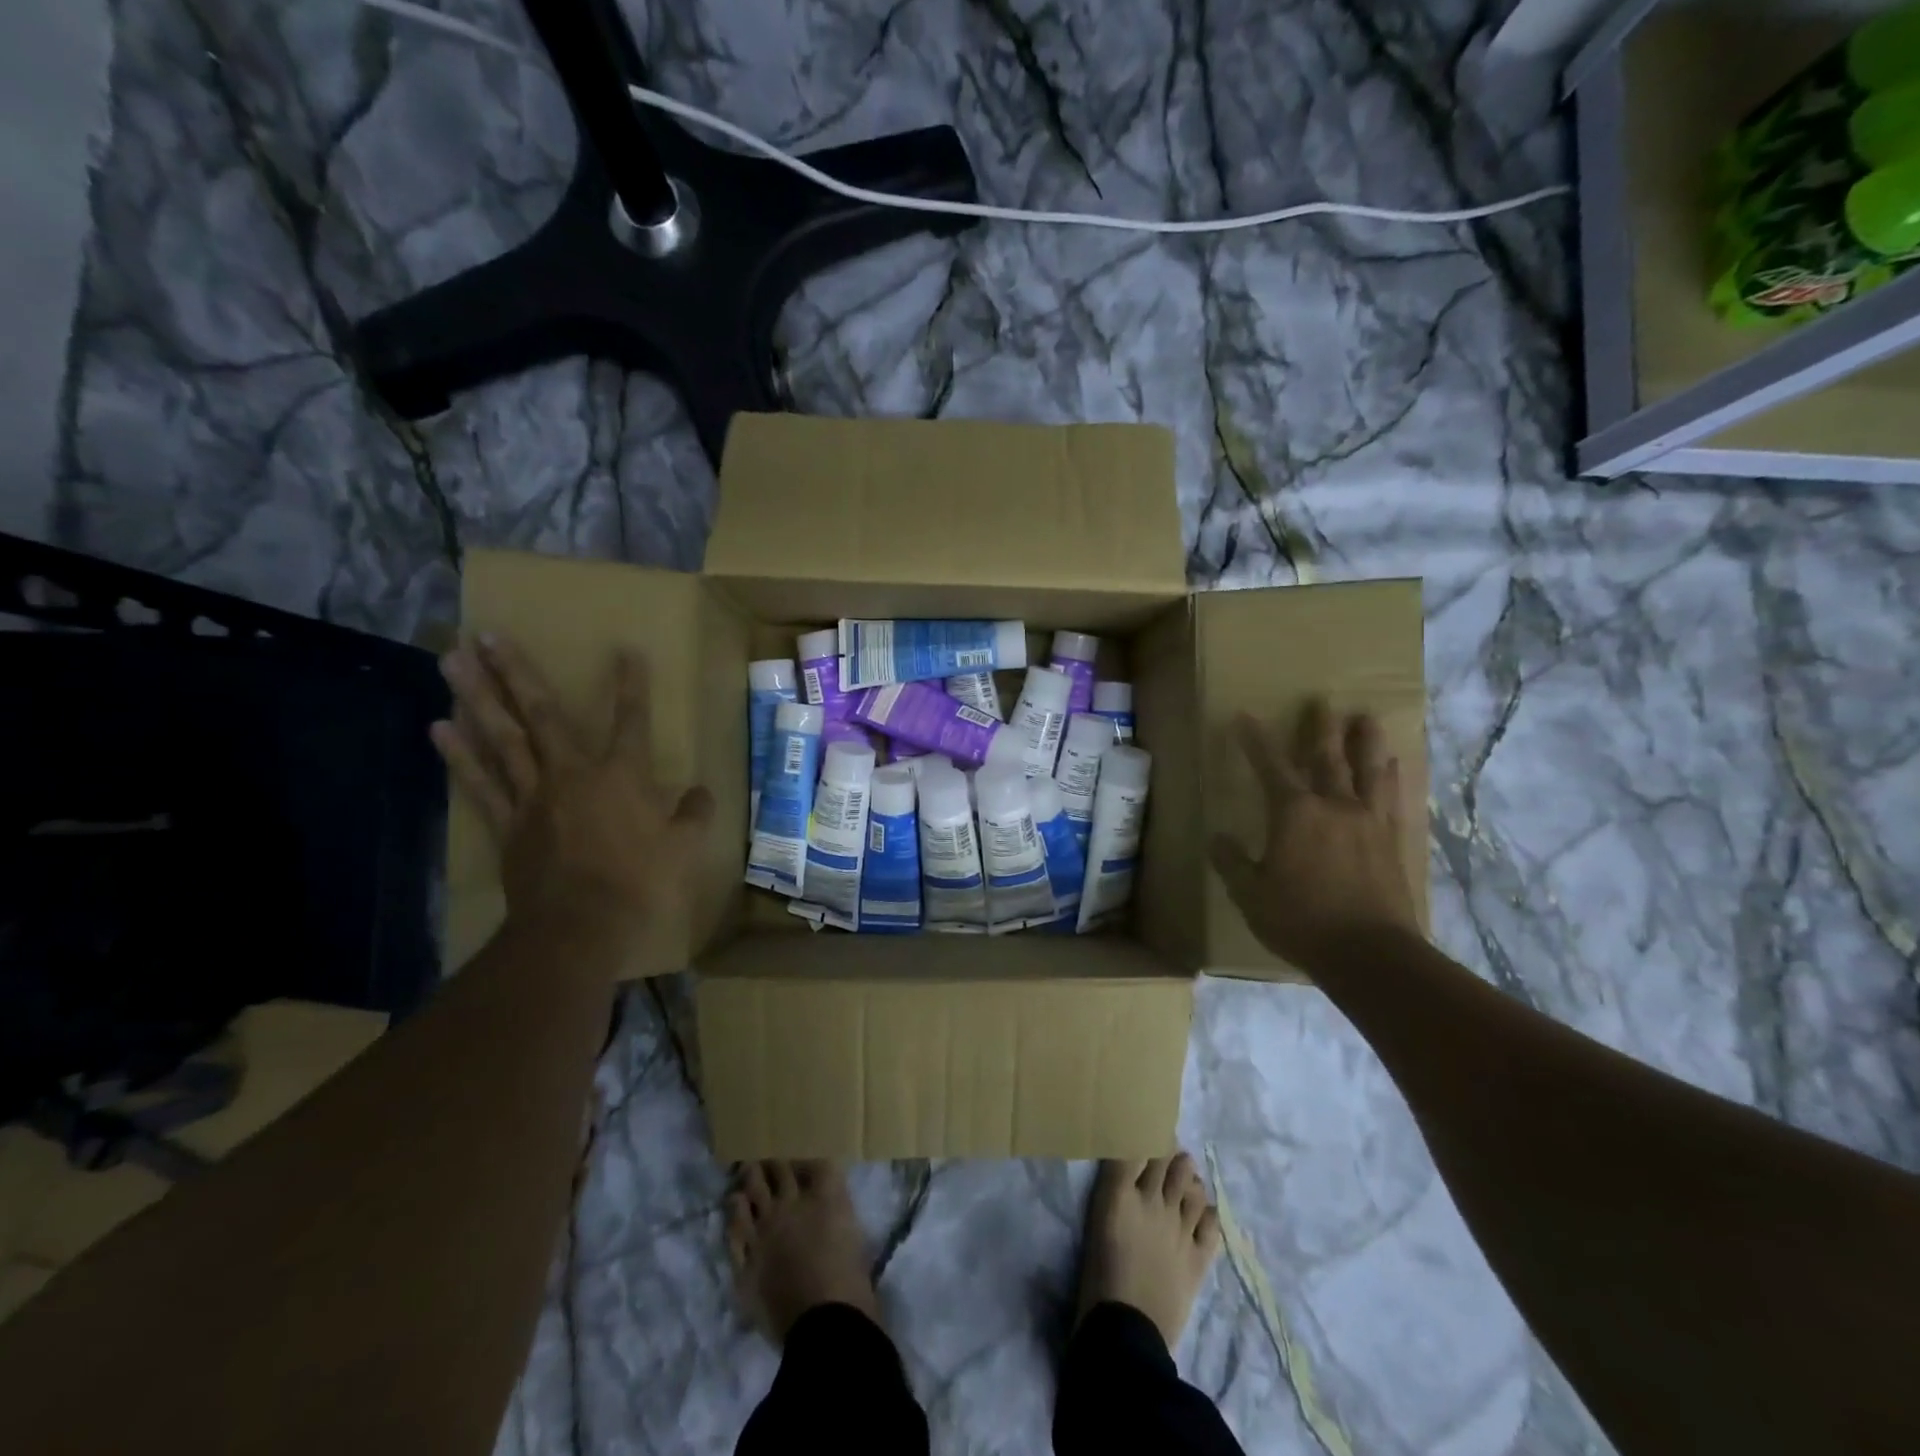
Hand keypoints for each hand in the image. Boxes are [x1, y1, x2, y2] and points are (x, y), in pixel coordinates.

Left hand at [431, 635, 713, 952]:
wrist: (580, 926)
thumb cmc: (640, 882)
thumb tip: (702, 793)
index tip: (626, 650)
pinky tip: (438, 726)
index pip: (632, 721)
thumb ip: (694, 814)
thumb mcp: (685, 847)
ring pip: (502, 738)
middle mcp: (573, 774)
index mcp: (623, 776)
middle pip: (542, 715)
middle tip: (487, 635)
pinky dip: (458, 754)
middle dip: (517, 673)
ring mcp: (534, 796)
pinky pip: (480, 782)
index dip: (632, 685)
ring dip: (476, 697)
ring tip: (451, 661)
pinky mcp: (508, 823)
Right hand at [1209, 699, 1417, 972]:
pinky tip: (1394, 767)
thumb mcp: (1251, 895)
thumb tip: (1218, 839)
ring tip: (1367, 718)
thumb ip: (1232, 863)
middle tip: (1322, 701)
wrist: (1370, 954)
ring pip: (1368, 770)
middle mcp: (1334, 806)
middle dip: (1320, 728)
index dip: (1255, 740)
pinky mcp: (1392, 841)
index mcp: (1294, 813)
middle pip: (1327, 757)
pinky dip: (1391, 778)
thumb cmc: (1301, 921)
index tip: (1245, 716)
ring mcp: (1368, 822)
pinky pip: (1392, 799)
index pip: (1270, 766)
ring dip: (1366, 741)